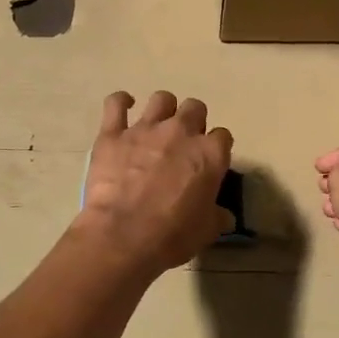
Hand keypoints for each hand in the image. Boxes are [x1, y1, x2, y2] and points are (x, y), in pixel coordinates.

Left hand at [78, 91, 233, 276]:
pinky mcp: (113, 134)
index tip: (210, 161)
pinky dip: (120, 102)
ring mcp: (145, 129)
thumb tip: (225, 216)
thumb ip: (217, 216)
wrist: (123, 237)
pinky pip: (115, 104)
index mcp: (209, 154)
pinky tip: (124, 107)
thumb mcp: (206, 231)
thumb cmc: (172, 236)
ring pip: (161, 100)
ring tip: (158, 125)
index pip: (223, 137)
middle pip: (195, 109)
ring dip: (163, 110)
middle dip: (193, 121)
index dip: (216, 147)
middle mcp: (181, 132)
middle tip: (184, 142)